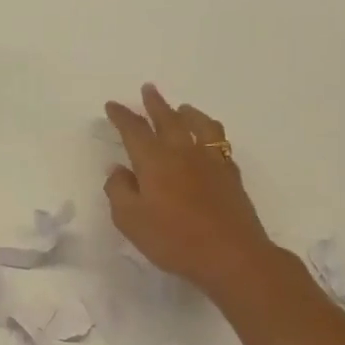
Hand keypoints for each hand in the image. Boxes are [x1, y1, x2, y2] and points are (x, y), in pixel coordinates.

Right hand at [104, 85, 276, 297]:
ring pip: (199, 125)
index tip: (112, 105)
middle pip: (168, 119)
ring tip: (183, 108)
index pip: (133, 130)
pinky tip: (210, 139)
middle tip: (148, 89)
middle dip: (155, 103)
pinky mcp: (230, 174)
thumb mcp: (131, 220)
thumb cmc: (174, 240)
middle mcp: (183, 151)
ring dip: (187, 113)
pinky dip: (210, 132)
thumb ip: (119, 191)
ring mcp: (211, 160)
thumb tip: (117, 169)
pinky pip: (220, 142)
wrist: (232, 255)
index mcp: (154, 160)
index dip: (121, 116)